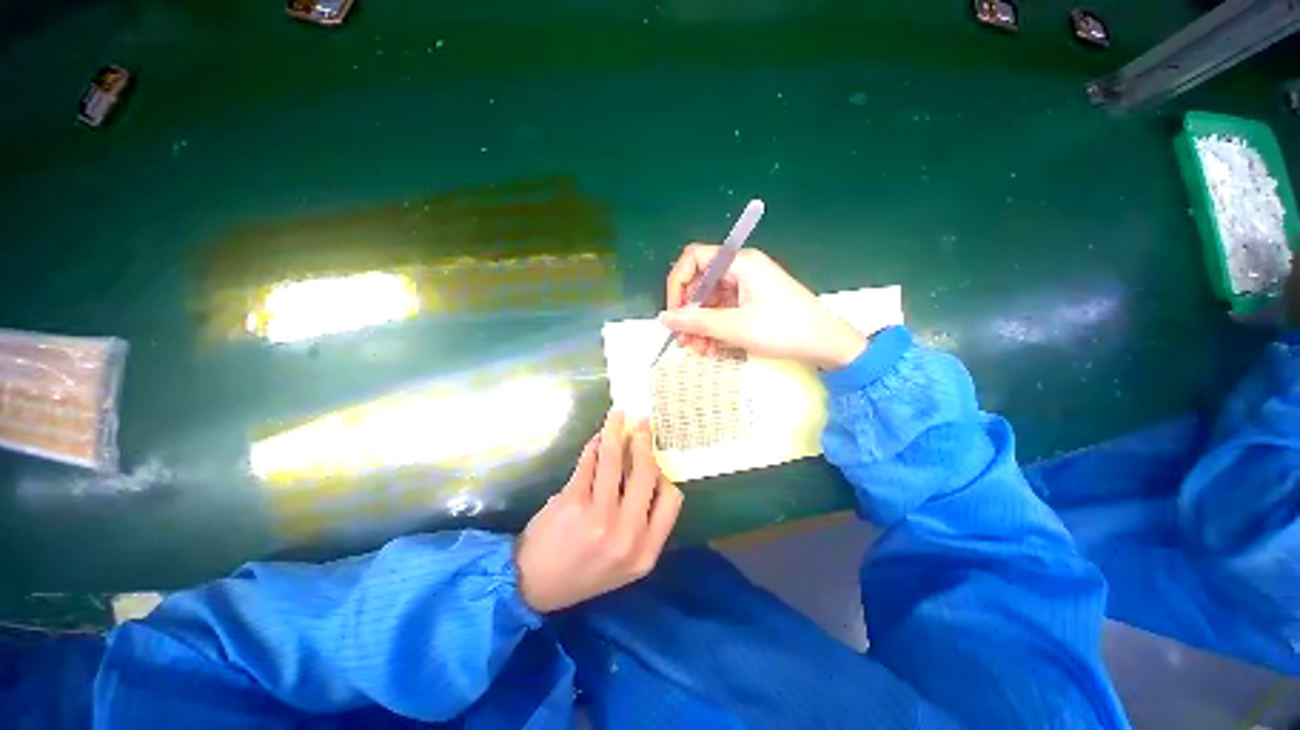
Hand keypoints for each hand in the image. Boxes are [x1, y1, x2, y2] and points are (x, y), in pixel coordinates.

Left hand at [515, 411, 682, 612]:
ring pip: (616, 459)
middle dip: (644, 442)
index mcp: (645, 552)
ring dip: (617, 430)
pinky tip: (597, 437)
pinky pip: (590, 461)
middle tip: (642, 423)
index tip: (654, 461)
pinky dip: (595, 444)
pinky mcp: (572, 502)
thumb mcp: (624, 561)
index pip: (672, 500)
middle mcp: (627, 534)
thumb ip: (642, 523)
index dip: (665, 475)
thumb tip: (646, 470)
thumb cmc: (582, 571)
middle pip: (646, 473)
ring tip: (619, 414)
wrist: (532, 586)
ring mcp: (599, 517)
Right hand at [660, 245, 868, 368]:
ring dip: (701, 327)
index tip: (673, 313)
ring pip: (711, 302)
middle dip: (689, 314)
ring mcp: (747, 286)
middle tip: (684, 341)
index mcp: (739, 263)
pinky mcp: (753, 302)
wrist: (826, 344)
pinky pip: (725, 312)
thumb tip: (664, 318)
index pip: (694, 259)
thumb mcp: (735, 327)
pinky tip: (712, 349)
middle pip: (701, 285)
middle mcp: (741, 269)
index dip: (677, 284)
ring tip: (699, 351)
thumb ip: (696, 321)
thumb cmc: (782, 329)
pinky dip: (715, 329)